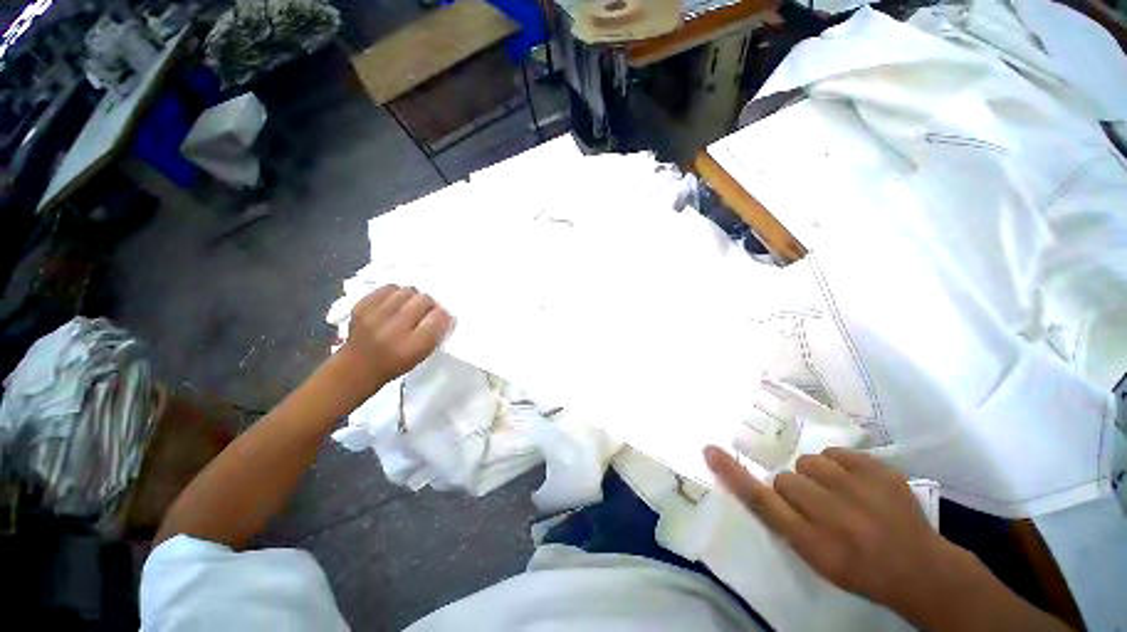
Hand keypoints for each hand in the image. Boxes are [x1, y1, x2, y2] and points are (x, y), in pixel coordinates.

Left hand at [337, 285, 452, 394]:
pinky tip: (395, 303)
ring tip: (410, 307)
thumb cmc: (395, 363)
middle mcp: (393, 330)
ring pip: (407, 291)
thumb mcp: (421, 355)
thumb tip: (446, 313)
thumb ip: (436, 334)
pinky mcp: (361, 306)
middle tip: (425, 312)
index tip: (441, 319)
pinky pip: (388, 288)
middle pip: (424, 300)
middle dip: (429, 304)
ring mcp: (374, 316)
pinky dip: (396, 293)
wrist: (356, 367)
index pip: (438, 318)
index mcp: (412, 347)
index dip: (443, 316)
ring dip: (413, 297)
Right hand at [704, 446, 957, 612]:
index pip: (762, 502)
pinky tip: (859, 486)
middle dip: (795, 490)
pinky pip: (837, 453)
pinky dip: (841, 466)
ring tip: (840, 495)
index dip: (733, 474)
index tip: (711, 451)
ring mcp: (861, 490)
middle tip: (819, 507)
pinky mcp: (880, 471)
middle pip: (785, 480)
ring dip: (817, 476)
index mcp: (813, 544)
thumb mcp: (816, 558)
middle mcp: (833, 516)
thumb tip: (760, 483)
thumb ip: (783, 521)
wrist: (921, 569)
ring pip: (808, 462)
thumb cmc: (860, 569)